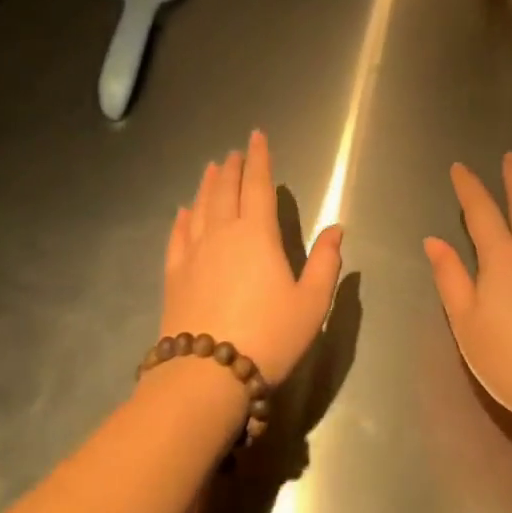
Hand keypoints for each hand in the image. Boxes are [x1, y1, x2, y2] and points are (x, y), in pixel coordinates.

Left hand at [159, 130, 343, 385]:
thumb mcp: (311, 304)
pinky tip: (183, 212)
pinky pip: (177, 237)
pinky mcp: (174, 275)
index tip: (257, 136)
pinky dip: (182, 219)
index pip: (259, 185)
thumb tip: (337, 228)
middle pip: (226, 189)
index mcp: (258, 234)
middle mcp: (223, 233)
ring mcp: (194, 253)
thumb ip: (325, 262)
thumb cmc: (269, 337)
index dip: (259, 159)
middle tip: (234, 152)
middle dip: (232, 167)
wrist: (207, 376)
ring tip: (211, 168)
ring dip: (207, 184)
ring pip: (201, 207)